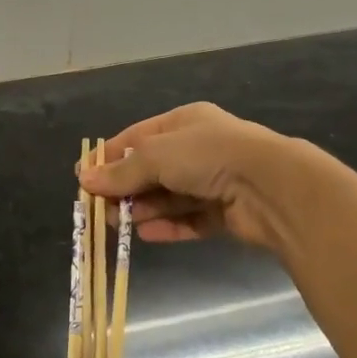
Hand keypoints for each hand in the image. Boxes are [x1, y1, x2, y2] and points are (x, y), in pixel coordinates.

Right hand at [78, 101, 306, 249]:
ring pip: (170, 196)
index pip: (138, 137)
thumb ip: (122, 171)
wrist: (272, 187)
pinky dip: (169, 226)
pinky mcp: (227, 212)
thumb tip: (84, 179)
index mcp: (184, 122)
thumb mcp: (156, 156)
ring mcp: (215, 181)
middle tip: (100, 208)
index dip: (110, 156)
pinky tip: (146, 235)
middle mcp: (199, 148)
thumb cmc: (208, 156)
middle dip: (125, 188)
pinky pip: (190, 218)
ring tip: (119, 224)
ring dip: (144, 209)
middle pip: (152, 169)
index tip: (84, 177)